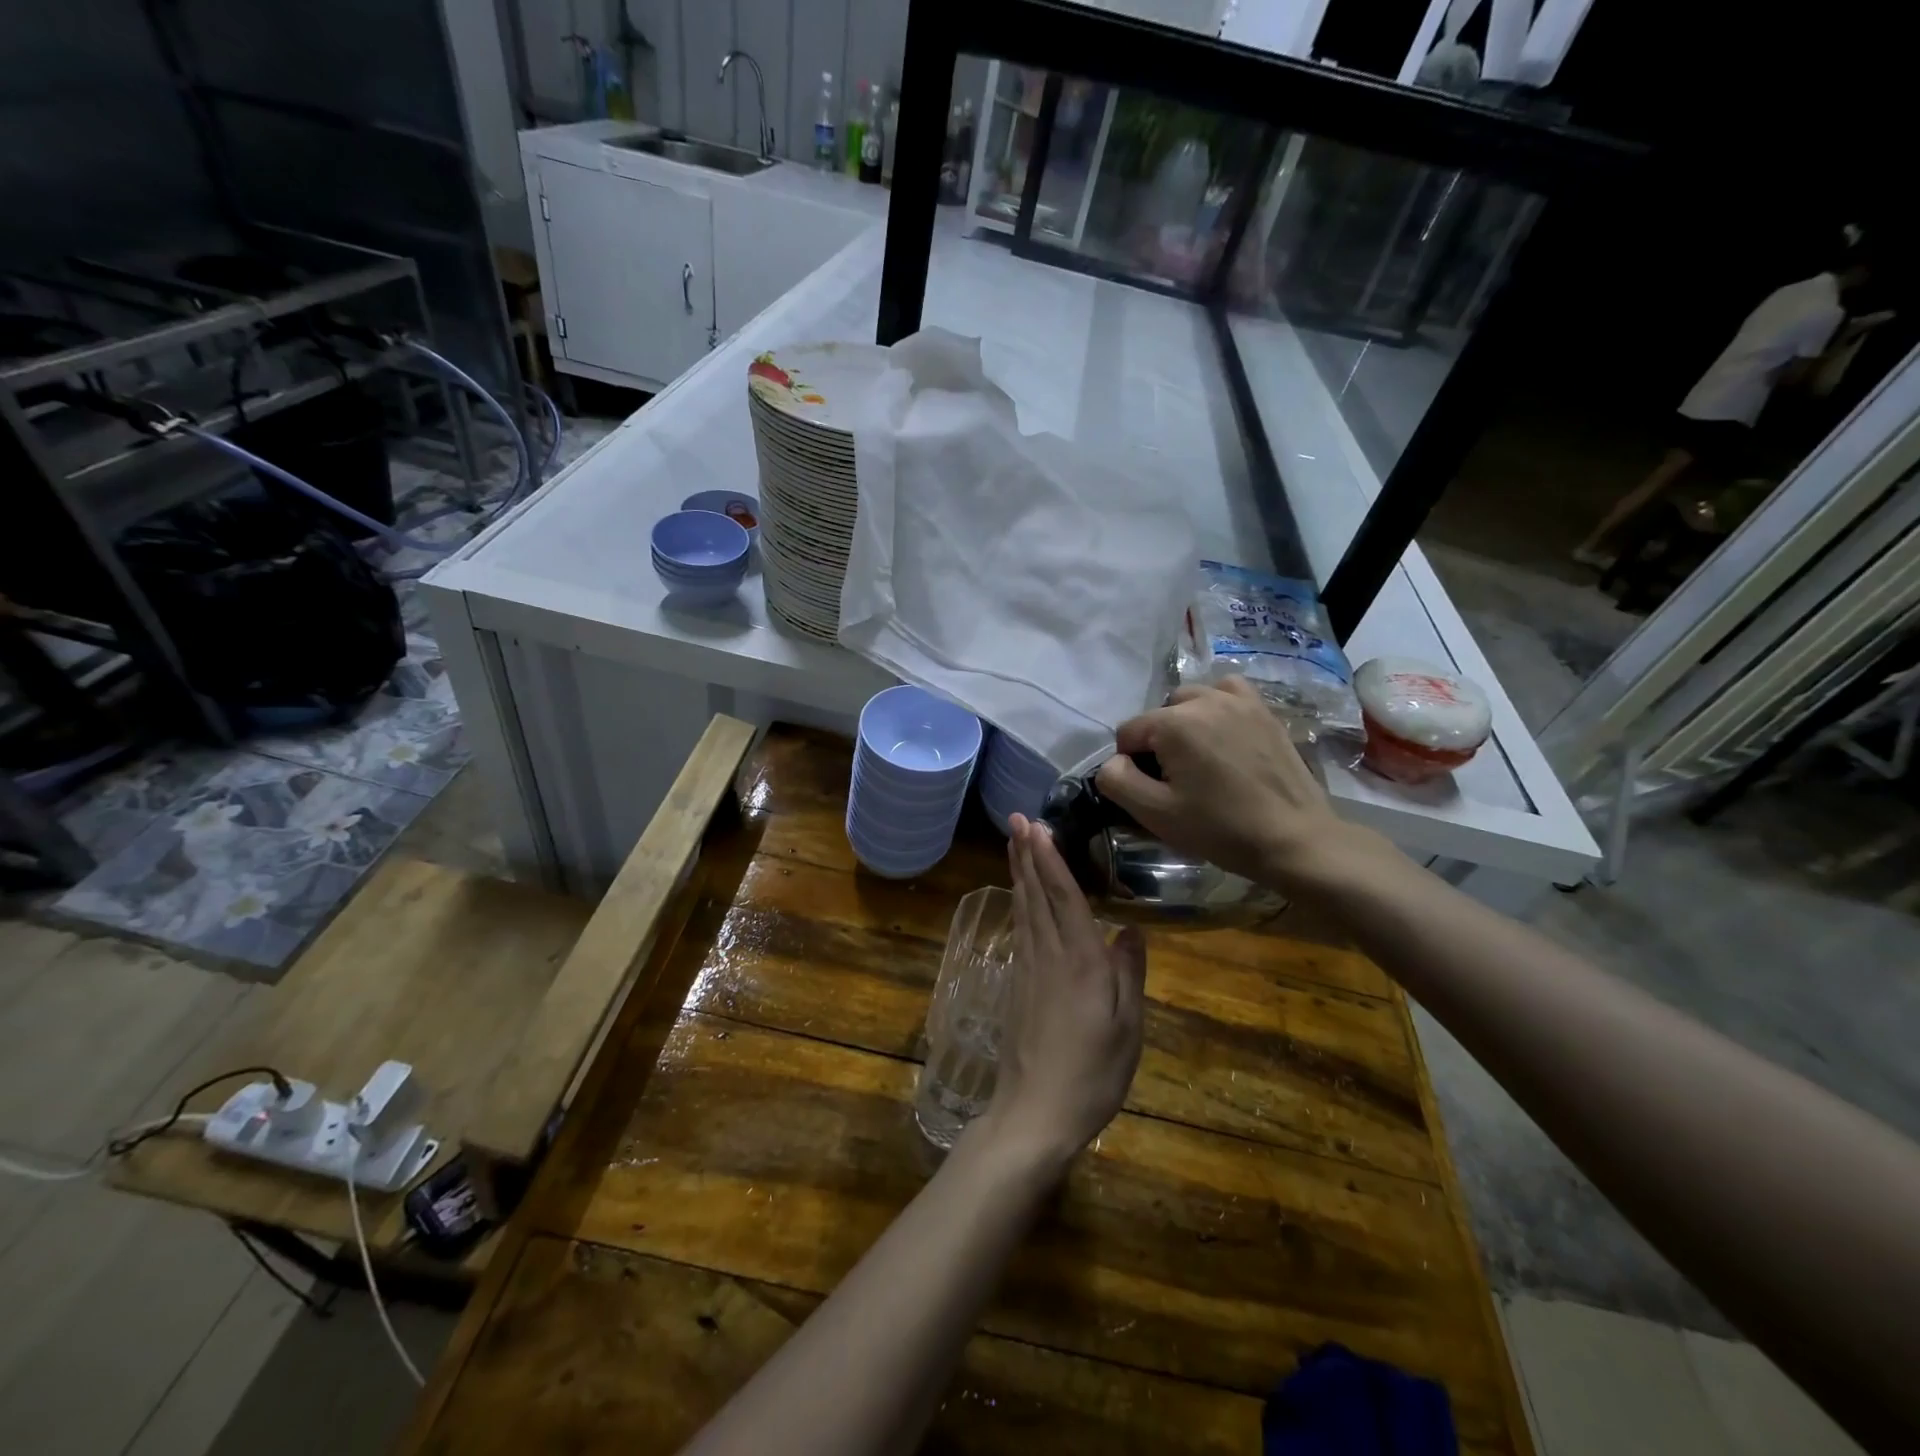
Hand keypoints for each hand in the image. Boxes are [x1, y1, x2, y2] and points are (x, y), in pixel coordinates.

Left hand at [980, 815, 1146, 1171]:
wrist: (1034, 1114)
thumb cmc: (1091, 1074)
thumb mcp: (1128, 1028)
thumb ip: (1129, 975)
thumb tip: (1131, 930)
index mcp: (1079, 961)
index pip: (1064, 896)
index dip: (1050, 858)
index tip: (1036, 825)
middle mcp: (1048, 955)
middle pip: (1035, 894)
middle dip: (1026, 853)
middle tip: (1015, 818)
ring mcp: (1027, 969)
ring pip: (1023, 909)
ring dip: (1019, 872)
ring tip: (1014, 843)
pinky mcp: (1016, 986)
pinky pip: (1019, 930)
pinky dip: (1018, 903)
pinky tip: (1019, 897)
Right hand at [1097, 675, 1359, 890]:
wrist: (1294, 839)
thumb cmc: (1220, 828)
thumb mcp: (1155, 813)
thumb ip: (1117, 781)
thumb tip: (1113, 762)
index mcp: (1173, 723)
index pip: (1128, 733)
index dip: (1131, 764)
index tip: (1153, 791)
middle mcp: (1204, 699)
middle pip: (1159, 715)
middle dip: (1159, 742)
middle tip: (1178, 780)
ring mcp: (1239, 701)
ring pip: (1191, 700)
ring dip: (1186, 723)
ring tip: (1200, 758)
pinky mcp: (1264, 710)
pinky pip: (1227, 693)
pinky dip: (1217, 707)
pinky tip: (1224, 733)